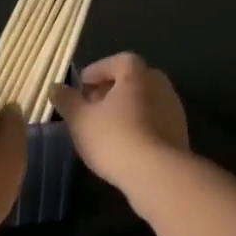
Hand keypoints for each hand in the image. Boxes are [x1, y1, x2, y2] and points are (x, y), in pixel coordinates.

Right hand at [50, 52, 188, 190]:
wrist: (158, 175)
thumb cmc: (114, 138)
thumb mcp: (79, 119)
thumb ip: (67, 100)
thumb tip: (56, 88)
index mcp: (137, 75)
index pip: (118, 60)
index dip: (98, 70)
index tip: (81, 86)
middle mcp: (160, 86)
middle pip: (133, 80)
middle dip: (111, 90)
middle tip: (91, 106)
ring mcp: (174, 110)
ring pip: (144, 101)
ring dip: (125, 109)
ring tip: (104, 128)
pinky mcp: (180, 134)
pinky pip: (154, 121)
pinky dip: (138, 125)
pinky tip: (124, 144)